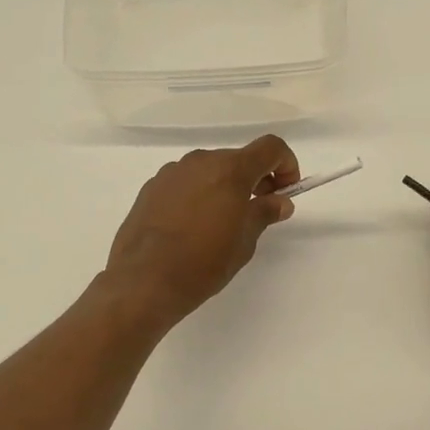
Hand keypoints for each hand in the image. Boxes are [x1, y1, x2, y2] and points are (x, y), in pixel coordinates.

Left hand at [104, 135, 299, 329]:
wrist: (143, 281)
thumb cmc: (203, 263)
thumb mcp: (244, 242)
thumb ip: (264, 213)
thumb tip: (280, 201)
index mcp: (230, 170)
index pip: (270, 148)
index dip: (287, 164)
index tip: (285, 192)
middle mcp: (201, 161)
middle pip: (239, 158)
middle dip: (255, 179)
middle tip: (258, 211)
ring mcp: (172, 172)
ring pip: (210, 169)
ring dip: (225, 186)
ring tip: (221, 223)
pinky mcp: (151, 187)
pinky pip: (186, 182)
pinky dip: (199, 194)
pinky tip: (192, 227)